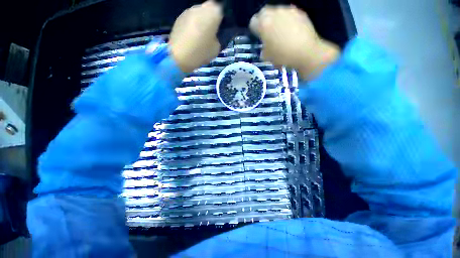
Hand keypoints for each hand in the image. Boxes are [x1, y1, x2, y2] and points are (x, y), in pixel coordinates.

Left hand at [169, 0, 222, 72]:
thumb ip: (218, 38)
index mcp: (213, 13)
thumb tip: (214, 36)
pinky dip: (192, 25)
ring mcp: (188, 11)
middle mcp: (200, 7)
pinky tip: (191, 37)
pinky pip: (190, 19)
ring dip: (200, 21)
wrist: (179, 56)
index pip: (220, 10)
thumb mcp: (216, 49)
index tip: (219, 30)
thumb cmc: (201, 52)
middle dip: (210, 18)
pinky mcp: (179, 17)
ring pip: (198, 13)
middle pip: (208, 9)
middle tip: (210, 32)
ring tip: (199, 36)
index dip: (220, 20)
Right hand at [249, 5, 339, 79]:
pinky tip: (290, 30)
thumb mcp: (267, 57)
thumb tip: (265, 48)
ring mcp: (288, 11)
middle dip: (263, 20)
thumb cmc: (283, 56)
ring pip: (276, 11)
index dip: (254, 29)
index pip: (253, 22)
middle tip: (267, 31)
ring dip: (275, 19)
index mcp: (263, 24)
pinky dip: (286, 19)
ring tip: (280, 30)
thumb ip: (263, 49)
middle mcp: (274, 13)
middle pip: (264, 12)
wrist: (306, 52)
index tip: (258, 36)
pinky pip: (288, 13)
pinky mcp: (299, 12)